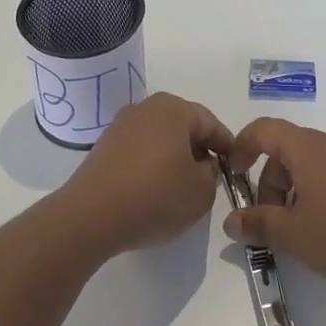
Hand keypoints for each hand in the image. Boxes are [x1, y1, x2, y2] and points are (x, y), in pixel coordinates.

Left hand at [61, 92, 232, 256]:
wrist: (90, 217)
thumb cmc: (155, 197)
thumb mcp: (201, 191)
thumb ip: (213, 174)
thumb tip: (202, 166)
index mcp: (173, 109)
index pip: (211, 123)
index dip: (227, 147)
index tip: (235, 169)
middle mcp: (145, 108)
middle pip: (183, 128)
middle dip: (199, 151)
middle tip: (210, 180)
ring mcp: (120, 127)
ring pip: (160, 140)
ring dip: (174, 159)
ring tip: (181, 189)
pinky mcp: (103, 148)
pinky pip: (139, 152)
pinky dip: (151, 167)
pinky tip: (153, 192)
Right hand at [224, 120, 325, 285]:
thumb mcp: (293, 235)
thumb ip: (258, 225)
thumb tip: (231, 221)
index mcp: (306, 148)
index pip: (263, 129)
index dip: (241, 147)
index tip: (232, 174)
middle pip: (285, 151)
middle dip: (268, 184)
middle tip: (270, 223)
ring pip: (309, 165)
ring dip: (292, 193)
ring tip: (299, 232)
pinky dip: (316, 194)